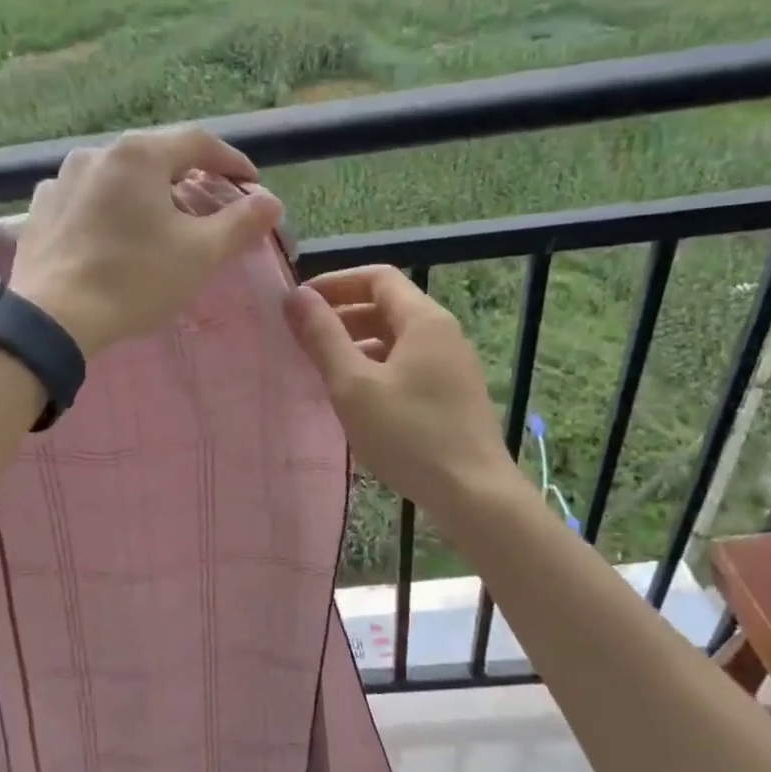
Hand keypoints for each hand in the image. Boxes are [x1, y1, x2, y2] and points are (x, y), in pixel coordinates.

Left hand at [11, 128, 283, 356]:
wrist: (54, 318)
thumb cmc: (135, 280)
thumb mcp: (200, 254)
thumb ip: (240, 223)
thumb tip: (269, 202)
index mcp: (139, 154)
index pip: (199, 142)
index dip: (232, 162)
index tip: (251, 185)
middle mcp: (97, 153)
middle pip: (156, 157)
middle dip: (188, 178)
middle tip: (209, 206)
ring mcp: (61, 179)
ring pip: (118, 177)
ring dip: (146, 193)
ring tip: (160, 222)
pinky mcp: (41, 209)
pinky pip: (87, 199)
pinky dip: (110, 210)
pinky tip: (114, 236)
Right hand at [284, 266, 510, 518]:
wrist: (473, 494)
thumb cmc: (409, 435)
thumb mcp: (354, 385)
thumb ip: (323, 337)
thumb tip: (297, 297)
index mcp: (424, 320)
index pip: (377, 277)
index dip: (335, 283)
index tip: (299, 303)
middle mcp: (443, 334)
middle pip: (387, 306)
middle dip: (342, 315)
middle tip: (302, 338)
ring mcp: (451, 366)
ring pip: (396, 339)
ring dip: (356, 343)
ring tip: (321, 368)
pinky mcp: (452, 395)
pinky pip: (407, 365)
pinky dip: (375, 367)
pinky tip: (354, 397)